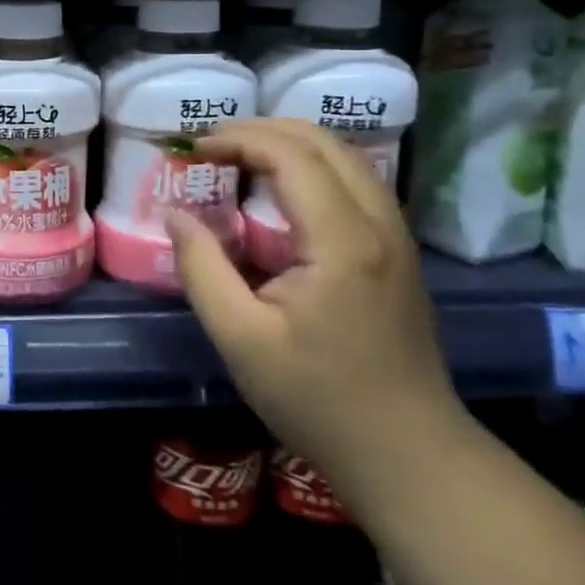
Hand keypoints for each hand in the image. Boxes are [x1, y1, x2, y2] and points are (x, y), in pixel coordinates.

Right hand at [166, 119, 465, 500]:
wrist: (409, 454)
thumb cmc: (318, 399)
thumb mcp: (241, 338)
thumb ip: (202, 269)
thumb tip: (175, 214)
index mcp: (342, 241)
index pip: (291, 155)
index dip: (238, 139)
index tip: (194, 148)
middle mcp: (378, 224)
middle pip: (324, 141)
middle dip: (262, 130)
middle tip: (212, 145)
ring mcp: (395, 236)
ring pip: (345, 157)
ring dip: (289, 144)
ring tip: (238, 158)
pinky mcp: (397, 252)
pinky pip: (354, 182)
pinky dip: (311, 167)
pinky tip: (279, 192)